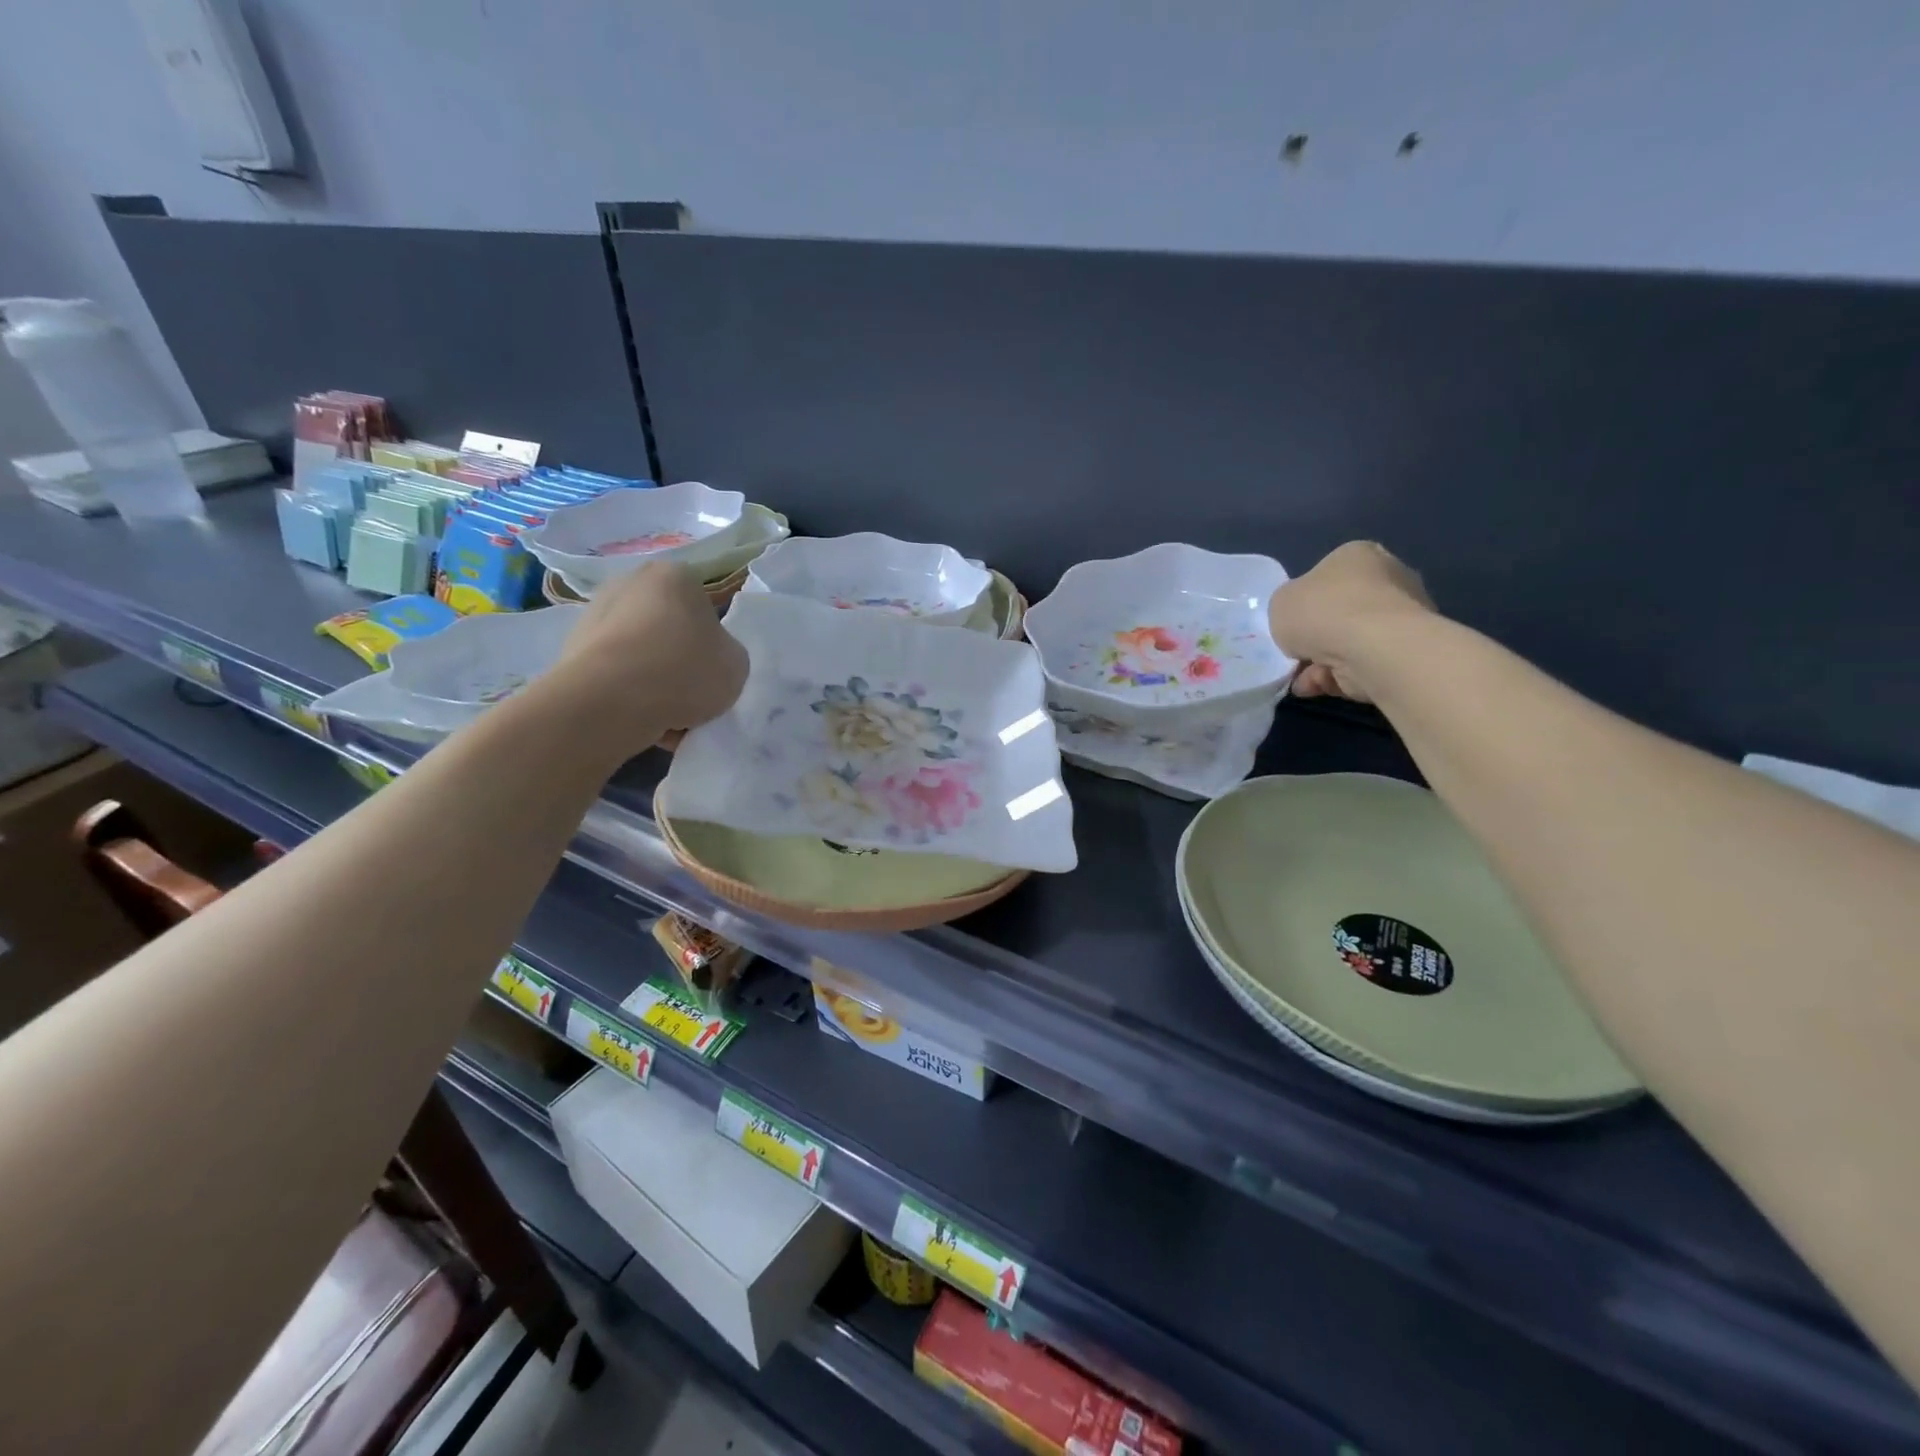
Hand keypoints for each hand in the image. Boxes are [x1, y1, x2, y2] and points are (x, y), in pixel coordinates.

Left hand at [551, 561, 747, 735]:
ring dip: (652, 682)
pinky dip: (626, 696)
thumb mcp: (737, 665)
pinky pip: (614, 675)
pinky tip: (638, 721)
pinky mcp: (570, 649)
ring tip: (665, 717)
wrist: (608, 702)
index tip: (711, 672)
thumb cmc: (684, 670)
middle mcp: (629, 583)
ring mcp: (593, 615)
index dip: (712, 644)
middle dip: (677, 661)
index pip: (704, 609)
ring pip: (640, 655)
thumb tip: (705, 660)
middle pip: (668, 630)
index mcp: (675, 576)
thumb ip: (726, 654)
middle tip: (690, 696)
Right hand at [1269, 542, 1432, 702]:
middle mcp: (1388, 579)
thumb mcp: (1280, 603)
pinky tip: (1321, 686)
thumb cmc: (1323, 612)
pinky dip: (1340, 678)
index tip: (1291, 625)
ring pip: (1349, 643)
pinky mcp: (1408, 651)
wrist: (1375, 649)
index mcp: (1358, 555)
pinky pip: (1363, 664)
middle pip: (1339, 613)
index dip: (1304, 603)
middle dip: (1315, 639)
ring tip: (1303, 680)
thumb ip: (1287, 608)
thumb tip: (1302, 621)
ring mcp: (1403, 616)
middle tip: (1295, 656)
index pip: (1326, 577)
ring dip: (1321, 663)